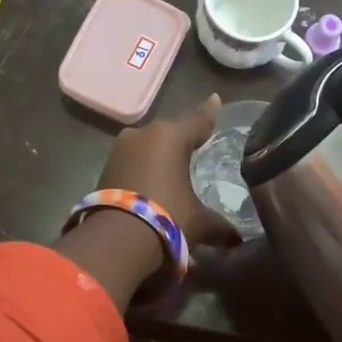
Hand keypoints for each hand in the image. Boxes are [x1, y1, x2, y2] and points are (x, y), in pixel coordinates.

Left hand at [97, 94, 237, 247]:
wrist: (116, 240)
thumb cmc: (168, 218)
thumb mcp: (200, 223)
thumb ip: (221, 226)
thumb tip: (237, 239)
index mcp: (171, 136)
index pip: (198, 120)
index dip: (210, 113)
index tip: (215, 100)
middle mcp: (143, 134)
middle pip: (170, 133)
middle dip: (182, 140)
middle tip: (197, 144)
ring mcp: (120, 150)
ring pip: (148, 147)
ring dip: (160, 156)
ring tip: (174, 169)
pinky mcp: (104, 169)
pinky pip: (133, 163)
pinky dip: (144, 170)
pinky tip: (152, 183)